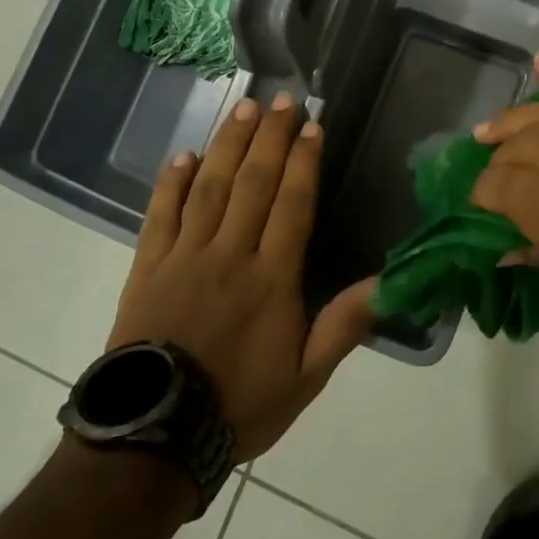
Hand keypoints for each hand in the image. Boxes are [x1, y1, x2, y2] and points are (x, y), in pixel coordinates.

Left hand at [107, 93, 376, 460]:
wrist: (153, 439)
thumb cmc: (238, 405)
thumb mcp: (306, 378)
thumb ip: (345, 324)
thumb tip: (391, 281)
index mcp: (271, 278)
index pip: (292, 204)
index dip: (304, 161)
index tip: (312, 126)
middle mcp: (229, 254)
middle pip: (253, 183)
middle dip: (270, 137)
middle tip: (282, 99)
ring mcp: (184, 256)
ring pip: (210, 187)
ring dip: (229, 144)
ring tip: (243, 108)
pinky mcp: (147, 267)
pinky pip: (160, 214)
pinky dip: (171, 182)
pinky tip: (184, 154)